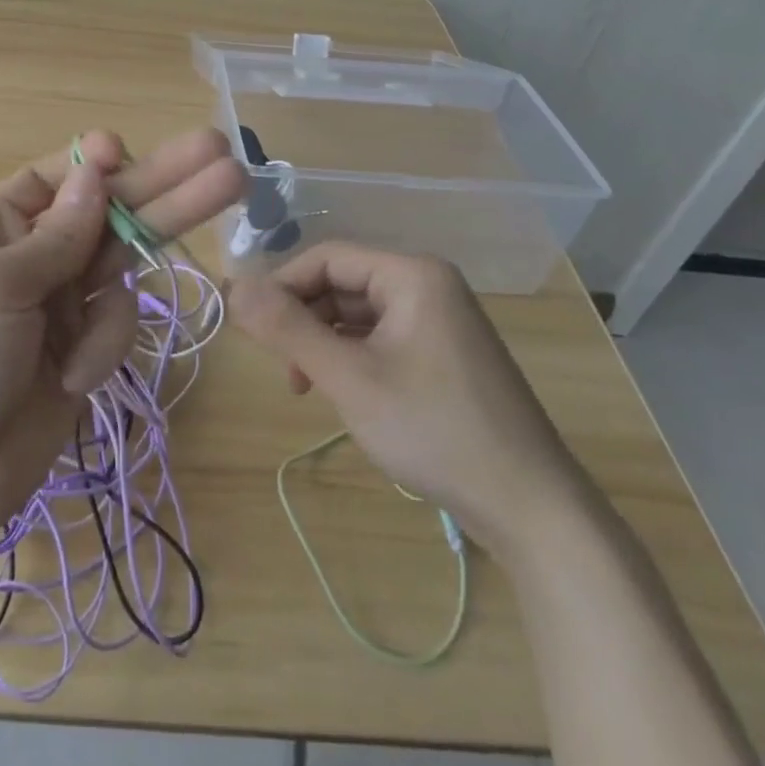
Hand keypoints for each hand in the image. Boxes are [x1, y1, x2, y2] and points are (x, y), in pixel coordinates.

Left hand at [0, 128, 244, 554]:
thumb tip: (96, 171)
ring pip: (121, 272)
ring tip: (83, 359)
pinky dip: (102, 352)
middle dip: (165, 188)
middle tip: (227, 158)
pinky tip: (70, 383)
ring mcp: (59, 303)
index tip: (129, 153)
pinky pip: (117, 326)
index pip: (56, 177)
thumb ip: (55, 233)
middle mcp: (30, 256)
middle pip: (109, 211)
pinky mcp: (82, 349)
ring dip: (123, 298)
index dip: (97, 163)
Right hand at [229, 241, 594, 556]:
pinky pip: (381, 337)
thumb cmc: (434, 430)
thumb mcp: (349, 378)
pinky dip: (352, 358)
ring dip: (324, 343)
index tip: (250, 328)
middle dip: (303, 320)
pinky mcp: (444, 353)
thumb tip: (233, 286)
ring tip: (305, 388)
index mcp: (411, 274)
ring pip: (358, 313)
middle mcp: (427, 284)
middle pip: (341, 283)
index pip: (325, 257)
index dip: (281, 286)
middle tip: (281, 369)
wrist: (531, 508)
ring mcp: (440, 319)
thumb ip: (287, 329)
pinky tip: (342, 392)